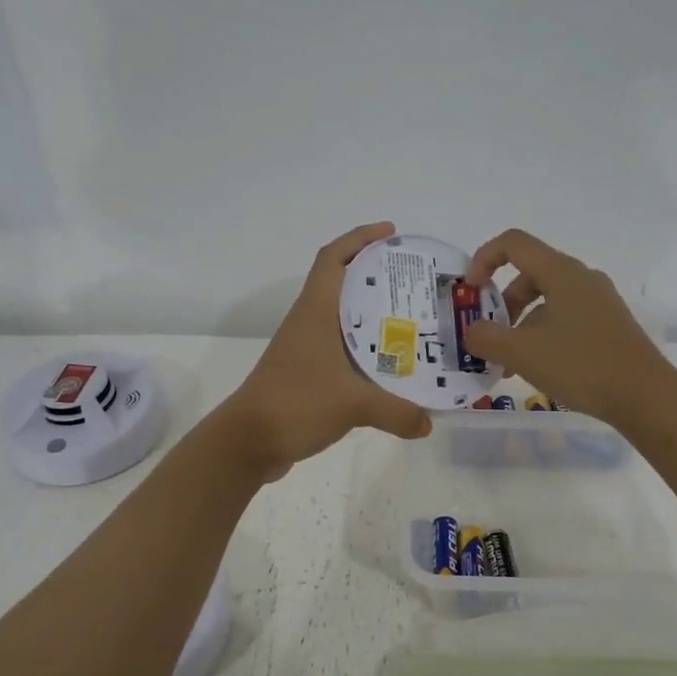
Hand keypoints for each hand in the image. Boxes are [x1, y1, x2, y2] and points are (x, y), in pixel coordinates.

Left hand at [216, 222, 433, 479]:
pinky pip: (343, 351)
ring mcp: (306, 349)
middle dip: (378, 277)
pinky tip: (391, 367)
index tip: (392, 233)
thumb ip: (397, 412)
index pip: (333, 258)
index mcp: (316, 312)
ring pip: (344, 320)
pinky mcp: (308, 375)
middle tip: (418, 283)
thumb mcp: (353, 405)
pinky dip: (366, 352)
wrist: (248, 442)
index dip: (360, 238)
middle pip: (343, 285)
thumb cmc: (296, 404)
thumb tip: (428, 423)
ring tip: (414, 322)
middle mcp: (310, 323)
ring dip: (373, 316)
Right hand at [463, 229, 671, 427]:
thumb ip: (486, 338)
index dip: (484, 259)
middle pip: (528, 275)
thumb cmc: (581, 365)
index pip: (513, 243)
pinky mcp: (608, 324)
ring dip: (520, 325)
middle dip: (501, 304)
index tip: (471, 291)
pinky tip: (538, 368)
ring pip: (546, 300)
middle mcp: (581, 278)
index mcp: (561, 272)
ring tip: (509, 364)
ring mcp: (598, 301)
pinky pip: (565, 318)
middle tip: (489, 338)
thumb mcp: (522, 353)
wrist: (644, 396)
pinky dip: (542, 335)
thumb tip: (472, 331)